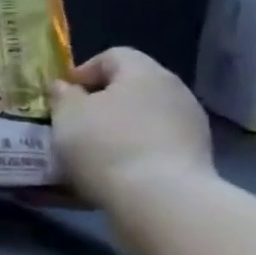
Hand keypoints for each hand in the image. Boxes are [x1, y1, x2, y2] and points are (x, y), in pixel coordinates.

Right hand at [50, 47, 214, 207]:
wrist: (160, 199)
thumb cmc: (105, 144)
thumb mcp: (66, 114)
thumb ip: (62, 95)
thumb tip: (65, 87)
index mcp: (144, 73)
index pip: (113, 56)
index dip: (83, 71)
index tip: (61, 95)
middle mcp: (174, 92)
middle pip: (130, 88)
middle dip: (98, 104)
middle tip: (70, 123)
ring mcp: (189, 127)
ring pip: (141, 119)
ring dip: (114, 130)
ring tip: (85, 152)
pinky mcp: (193, 158)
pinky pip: (151, 146)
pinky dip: (130, 153)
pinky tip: (108, 172)